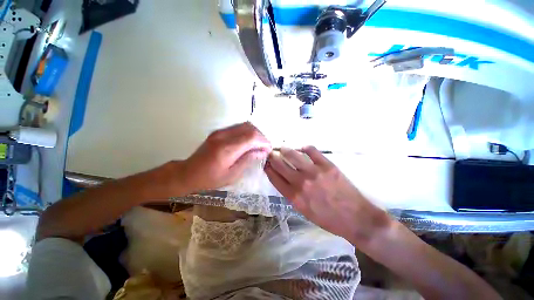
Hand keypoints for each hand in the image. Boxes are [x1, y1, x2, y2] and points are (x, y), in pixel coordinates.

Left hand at [179, 122, 270, 192]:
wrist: (188, 172)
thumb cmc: (210, 179)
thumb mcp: (232, 174)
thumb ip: (248, 160)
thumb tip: (262, 152)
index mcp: (227, 149)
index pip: (251, 137)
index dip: (263, 141)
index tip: (269, 149)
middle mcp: (223, 135)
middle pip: (249, 128)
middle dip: (261, 136)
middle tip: (265, 147)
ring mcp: (220, 131)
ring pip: (244, 125)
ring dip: (255, 133)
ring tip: (259, 145)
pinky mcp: (218, 131)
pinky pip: (238, 127)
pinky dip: (247, 132)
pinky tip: (249, 142)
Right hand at [264, 146, 389, 242]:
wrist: (355, 219)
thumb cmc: (328, 218)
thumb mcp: (304, 210)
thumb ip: (291, 194)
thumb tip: (283, 178)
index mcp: (294, 196)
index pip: (274, 177)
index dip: (268, 168)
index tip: (266, 162)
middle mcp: (300, 183)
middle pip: (280, 164)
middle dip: (272, 157)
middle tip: (271, 152)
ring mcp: (314, 172)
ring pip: (293, 154)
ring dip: (285, 150)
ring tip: (283, 148)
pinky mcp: (327, 165)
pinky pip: (311, 151)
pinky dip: (305, 148)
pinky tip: (302, 148)